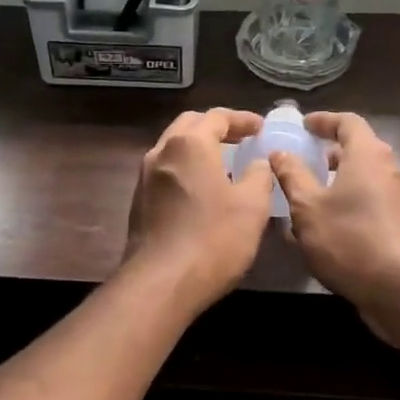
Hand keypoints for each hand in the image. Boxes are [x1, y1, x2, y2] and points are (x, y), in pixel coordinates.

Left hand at [125, 109, 274, 311]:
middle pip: (189, 126)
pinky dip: (186, 168)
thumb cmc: (213, 239)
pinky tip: (202, 189)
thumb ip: (258, 175)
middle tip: (241, 139)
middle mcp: (161, 152)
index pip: (217, 117)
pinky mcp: (139, 201)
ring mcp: (145, 177)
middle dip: (216, 127)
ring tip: (224, 162)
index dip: (242, 119)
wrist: (161, 283)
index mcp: (190, 144)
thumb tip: (257, 163)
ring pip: (173, 148)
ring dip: (198, 148)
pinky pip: (165, 171)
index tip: (260, 128)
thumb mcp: (252, 206)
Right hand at [269, 112, 399, 334]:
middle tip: (306, 160)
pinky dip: (352, 201)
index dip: (324, 120)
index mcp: (368, 155)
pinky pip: (373, 201)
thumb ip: (292, 176)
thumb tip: (280, 152)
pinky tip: (331, 225)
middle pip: (361, 149)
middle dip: (332, 152)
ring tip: (312, 195)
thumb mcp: (307, 207)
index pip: (348, 122)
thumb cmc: (349, 239)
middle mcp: (390, 169)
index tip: (304, 125)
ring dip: (341, 180)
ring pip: (367, 177)